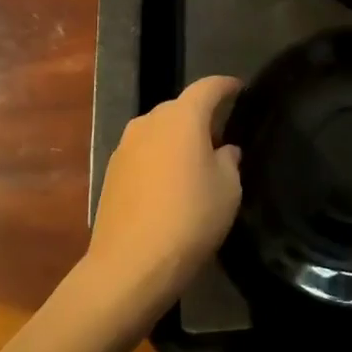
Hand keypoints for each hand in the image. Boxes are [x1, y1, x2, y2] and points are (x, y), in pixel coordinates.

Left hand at [88, 76, 243, 313]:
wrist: (130, 265)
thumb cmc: (190, 218)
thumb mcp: (228, 189)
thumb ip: (229, 161)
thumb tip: (224, 151)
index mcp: (182, 118)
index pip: (208, 87)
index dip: (226, 85)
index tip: (240, 89)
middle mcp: (149, 122)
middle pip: (180, 107)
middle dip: (201, 116)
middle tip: (221, 136)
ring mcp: (125, 146)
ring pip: (159, 130)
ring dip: (177, 138)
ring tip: (195, 162)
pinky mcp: (111, 172)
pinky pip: (143, 152)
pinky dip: (159, 158)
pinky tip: (169, 184)